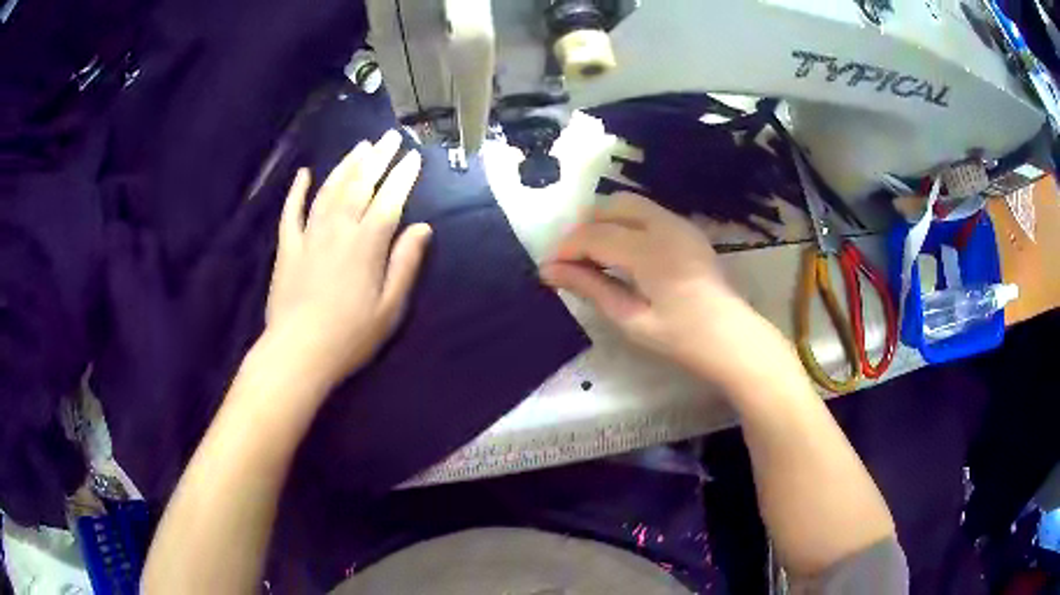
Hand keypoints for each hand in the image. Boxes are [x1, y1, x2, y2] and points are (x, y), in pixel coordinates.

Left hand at [265, 130, 431, 387]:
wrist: (299, 352)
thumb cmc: (350, 336)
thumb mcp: (390, 308)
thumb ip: (406, 264)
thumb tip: (423, 228)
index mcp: (367, 244)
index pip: (390, 199)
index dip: (404, 176)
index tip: (414, 156)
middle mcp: (339, 229)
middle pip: (360, 185)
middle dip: (378, 158)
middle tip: (389, 137)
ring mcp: (310, 235)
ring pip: (329, 190)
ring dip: (345, 165)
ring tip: (360, 146)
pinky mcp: (288, 247)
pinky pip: (291, 211)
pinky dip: (298, 190)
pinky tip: (305, 173)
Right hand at [540, 192, 779, 385]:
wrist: (731, 338)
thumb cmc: (681, 337)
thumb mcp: (630, 318)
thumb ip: (590, 287)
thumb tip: (550, 272)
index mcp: (650, 250)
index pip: (595, 235)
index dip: (566, 248)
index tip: (548, 268)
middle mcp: (665, 225)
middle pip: (611, 206)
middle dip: (585, 227)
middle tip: (571, 259)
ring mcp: (680, 224)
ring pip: (630, 204)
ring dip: (605, 221)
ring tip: (593, 255)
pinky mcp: (687, 230)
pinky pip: (647, 213)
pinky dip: (625, 223)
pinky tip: (622, 252)